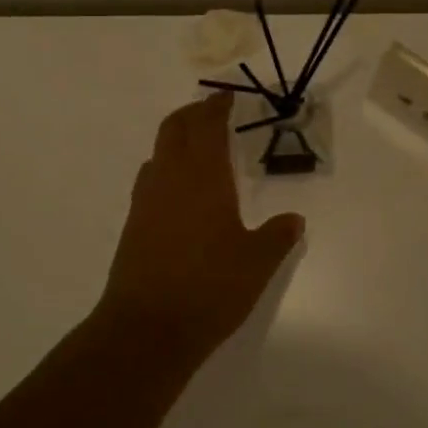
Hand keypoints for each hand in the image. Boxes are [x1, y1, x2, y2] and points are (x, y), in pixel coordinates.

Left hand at [94, 92, 305, 362]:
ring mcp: (146, 201)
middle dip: (192, 114)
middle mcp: (170, 179)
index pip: (207, 126)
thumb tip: (294, 220)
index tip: (226, 98)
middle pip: (174, 129)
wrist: (146, 329)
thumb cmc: (209, 289)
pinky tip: (180, 191)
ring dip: (176, 139)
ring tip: (197, 147)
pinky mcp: (133, 224)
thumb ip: (277, 237)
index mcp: (204, 178)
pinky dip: (165, 168)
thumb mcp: (256, 264)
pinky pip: (150, 179)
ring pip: (158, 152)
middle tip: (211, 113)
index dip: (216, 107)